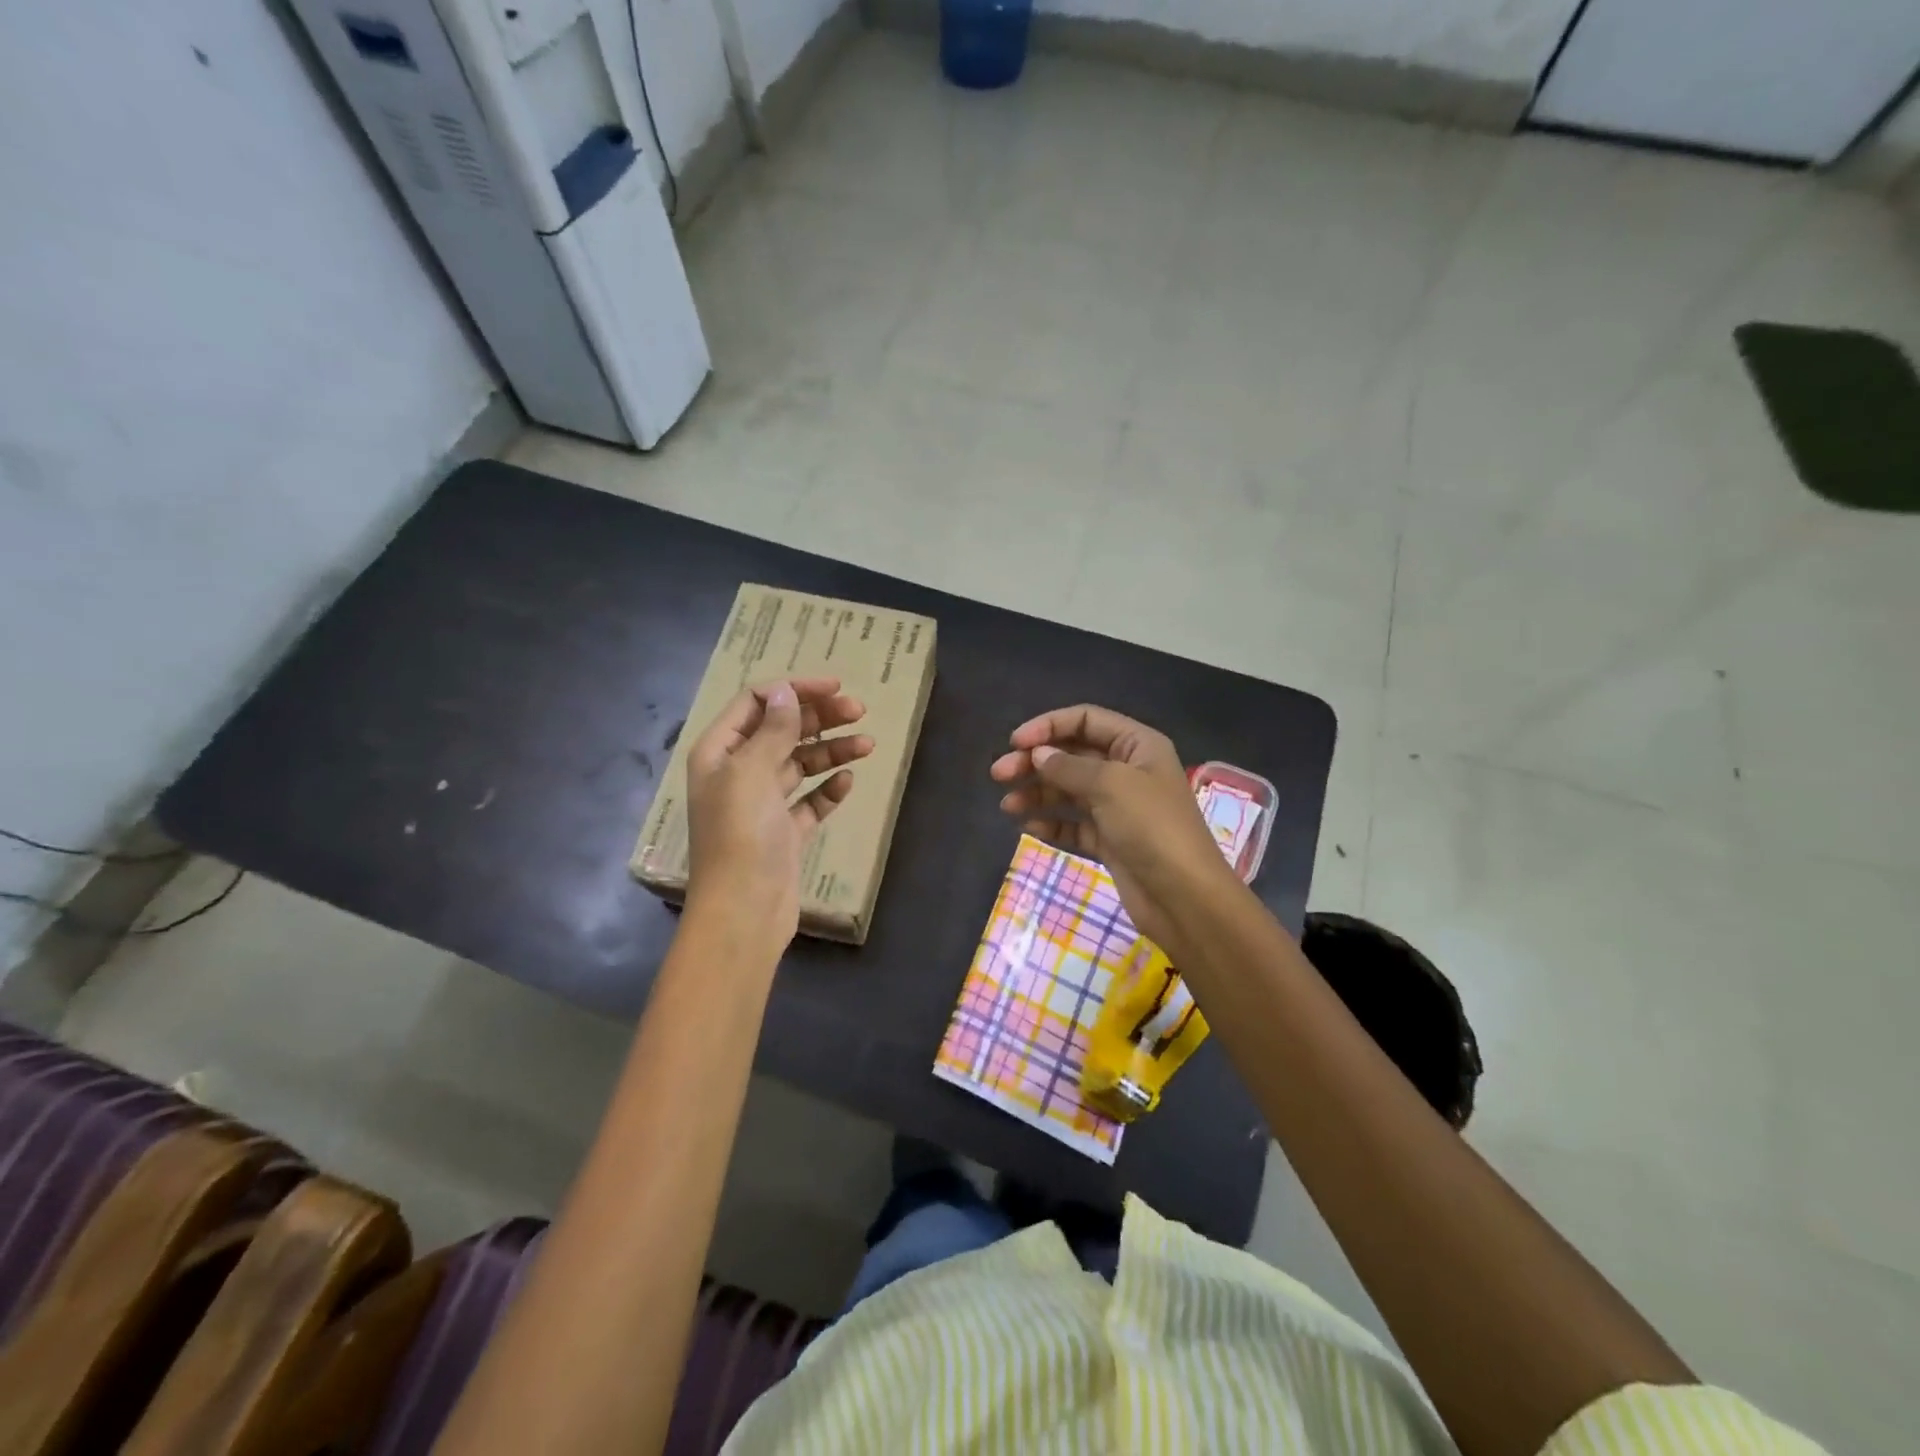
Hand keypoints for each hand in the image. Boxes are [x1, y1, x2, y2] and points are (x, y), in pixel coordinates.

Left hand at [685, 678, 872, 947]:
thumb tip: (786, 692)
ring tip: (868, 746)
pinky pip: (809, 801)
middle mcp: (738, 773)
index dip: (794, 690)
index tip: (835, 687)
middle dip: (819, 718)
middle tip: (860, 712)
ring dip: (831, 751)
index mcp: (719, 752)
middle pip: (782, 731)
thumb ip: (773, 730)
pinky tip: (847, 783)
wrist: (744, 911)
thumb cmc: (741, 835)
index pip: (756, 703)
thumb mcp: (752, 772)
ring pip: (800, 764)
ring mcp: (762, 804)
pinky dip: (828, 789)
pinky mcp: (784, 832)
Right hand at [989, 705, 1232, 949]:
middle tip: (998, 774)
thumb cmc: (1151, 828)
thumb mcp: (1110, 785)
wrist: (1184, 898)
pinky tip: (1028, 826)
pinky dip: (1051, 822)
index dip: (1048, 726)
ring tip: (1007, 806)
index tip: (1015, 743)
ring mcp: (1118, 807)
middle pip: (1073, 754)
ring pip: (1069, 790)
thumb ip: (1069, 766)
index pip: (1086, 720)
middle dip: (1035, 761)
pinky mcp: (1110, 839)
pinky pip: (1074, 823)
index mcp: (1137, 745)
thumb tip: (1038, 754)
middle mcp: (1128, 770)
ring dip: (1037, 793)